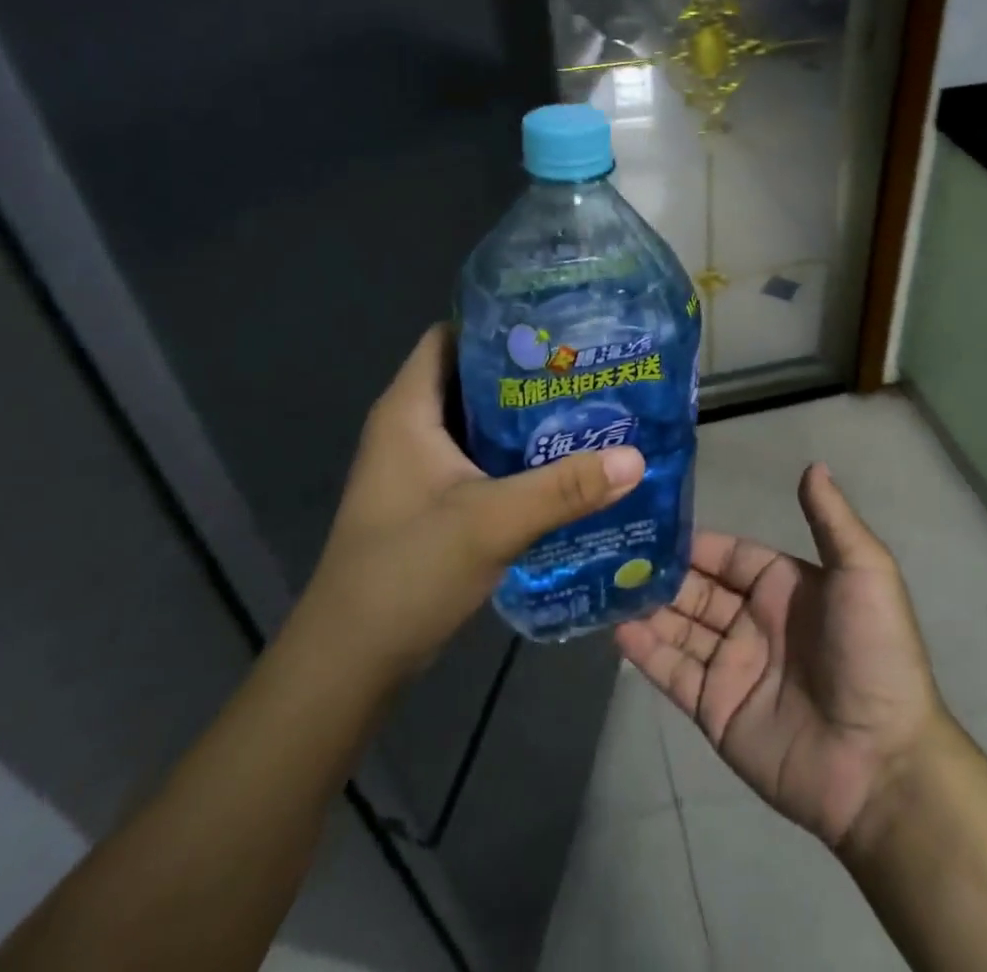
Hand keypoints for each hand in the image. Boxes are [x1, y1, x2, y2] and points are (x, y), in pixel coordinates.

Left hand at [308, 325, 644, 679]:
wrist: (351, 663)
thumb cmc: (406, 573)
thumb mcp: (491, 523)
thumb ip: (564, 488)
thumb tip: (635, 458)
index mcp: (408, 410)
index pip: (450, 336)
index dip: (497, 323)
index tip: (555, 325)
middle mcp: (410, 427)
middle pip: (471, 376)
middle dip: (525, 369)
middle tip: (586, 365)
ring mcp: (419, 466)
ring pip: (478, 420)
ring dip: (524, 414)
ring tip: (586, 404)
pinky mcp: (432, 499)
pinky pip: (480, 457)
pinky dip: (516, 452)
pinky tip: (562, 461)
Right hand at [616, 464, 944, 848]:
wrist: (880, 763)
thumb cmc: (872, 654)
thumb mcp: (864, 573)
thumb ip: (831, 520)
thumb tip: (812, 465)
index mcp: (784, 586)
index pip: (729, 554)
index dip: (695, 542)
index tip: (651, 522)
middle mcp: (754, 621)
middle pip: (697, 588)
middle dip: (661, 572)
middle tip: (612, 552)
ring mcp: (733, 667)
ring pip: (679, 627)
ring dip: (646, 607)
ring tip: (602, 584)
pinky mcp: (715, 710)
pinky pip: (673, 673)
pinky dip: (645, 653)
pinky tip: (615, 629)